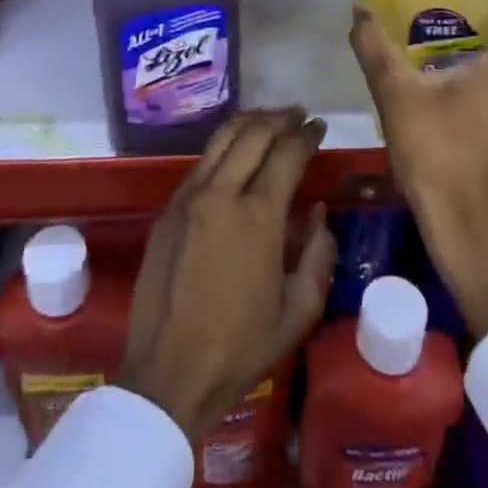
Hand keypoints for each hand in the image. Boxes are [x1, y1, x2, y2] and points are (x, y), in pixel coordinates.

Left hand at [118, 110, 337, 443]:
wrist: (168, 373)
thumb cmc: (239, 349)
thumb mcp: (297, 312)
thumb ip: (317, 257)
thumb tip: (320, 215)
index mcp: (257, 217)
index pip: (286, 154)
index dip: (307, 135)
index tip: (319, 126)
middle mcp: (221, 194)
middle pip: (253, 135)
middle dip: (280, 119)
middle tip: (298, 115)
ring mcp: (188, 198)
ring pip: (221, 140)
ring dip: (249, 123)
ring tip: (269, 119)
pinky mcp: (168, 209)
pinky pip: (200, 163)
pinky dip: (223, 147)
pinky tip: (234, 152)